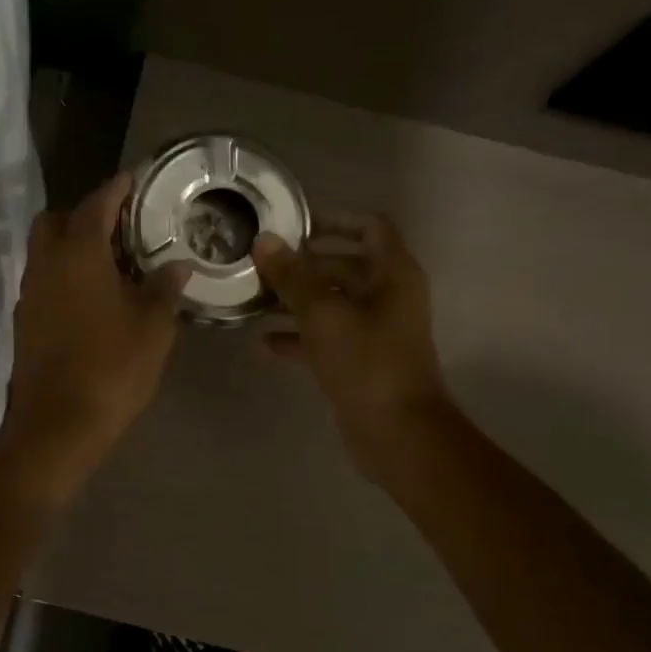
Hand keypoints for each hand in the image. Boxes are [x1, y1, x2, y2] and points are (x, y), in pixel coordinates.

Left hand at [0, 173, 188, 497]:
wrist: (58, 423)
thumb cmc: (112, 367)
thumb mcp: (153, 326)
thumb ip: (165, 287)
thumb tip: (178, 264)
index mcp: (78, 253)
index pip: (96, 204)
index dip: (116, 188)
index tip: (134, 179)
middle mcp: (46, 264)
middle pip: (56, 220)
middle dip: (84, 213)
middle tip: (120, 225)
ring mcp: (30, 293)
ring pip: (46, 251)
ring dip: (72, 245)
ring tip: (111, 260)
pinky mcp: (25, 321)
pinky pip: (44, 280)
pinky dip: (65, 274)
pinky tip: (92, 295)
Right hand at [253, 213, 450, 483]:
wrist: (396, 433)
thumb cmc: (366, 363)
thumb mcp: (323, 314)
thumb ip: (292, 276)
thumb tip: (265, 241)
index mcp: (392, 273)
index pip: (370, 226)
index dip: (333, 219)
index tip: (292, 224)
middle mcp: (387, 295)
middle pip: (344, 264)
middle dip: (303, 262)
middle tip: (260, 261)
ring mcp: (374, 330)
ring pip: (330, 302)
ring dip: (295, 299)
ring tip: (254, 298)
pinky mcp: (358, 360)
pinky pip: (325, 337)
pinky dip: (297, 337)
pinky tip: (262, 344)